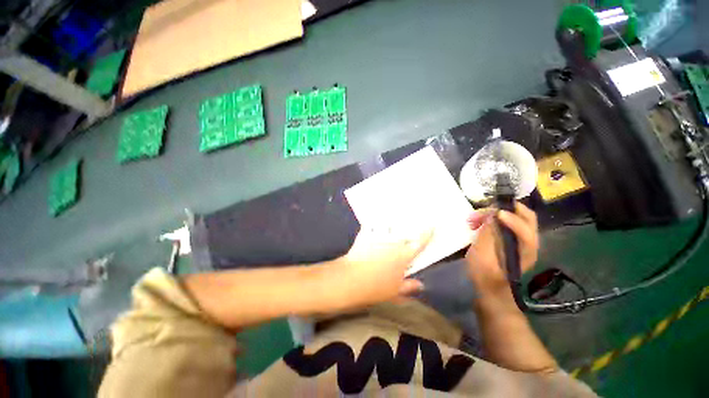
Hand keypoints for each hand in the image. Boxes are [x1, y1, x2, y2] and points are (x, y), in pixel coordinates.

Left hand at [335, 224, 432, 307]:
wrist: (351, 279)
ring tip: (394, 217)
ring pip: (389, 225)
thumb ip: (409, 286)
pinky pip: (371, 224)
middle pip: (404, 231)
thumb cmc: (375, 287)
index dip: (427, 233)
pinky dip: (373, 224)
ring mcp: (378, 236)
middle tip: (411, 223)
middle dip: (409, 227)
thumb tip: (420, 285)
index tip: (431, 226)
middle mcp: (393, 242)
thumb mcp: (394, 291)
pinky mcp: (365, 234)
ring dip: (392, 223)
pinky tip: (374, 221)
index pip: (419, 242)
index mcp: (403, 255)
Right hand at [465, 202, 538, 296]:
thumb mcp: (482, 257)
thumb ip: (488, 235)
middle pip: (526, 217)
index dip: (512, 219)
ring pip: (514, 217)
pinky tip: (478, 223)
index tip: (494, 212)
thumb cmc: (485, 276)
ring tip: (473, 218)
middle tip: (484, 208)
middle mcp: (528, 243)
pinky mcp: (511, 239)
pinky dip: (493, 218)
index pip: (526, 230)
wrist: (490, 289)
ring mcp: (520, 240)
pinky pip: (506, 222)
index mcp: (525, 252)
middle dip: (504, 209)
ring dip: (494, 213)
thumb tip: (491, 215)